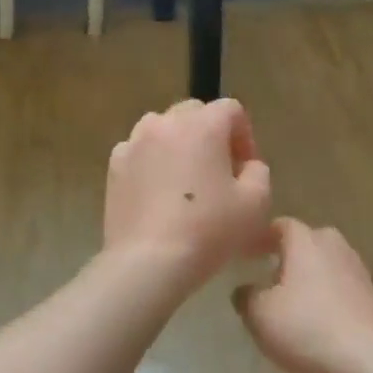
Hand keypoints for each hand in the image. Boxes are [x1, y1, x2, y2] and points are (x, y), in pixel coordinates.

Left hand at [104, 98, 271, 289]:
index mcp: (203, 125)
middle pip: (195, 113)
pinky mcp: (114, 166)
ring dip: (179, 144)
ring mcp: (134, 142)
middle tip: (219, 172)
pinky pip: (140, 152)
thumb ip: (258, 171)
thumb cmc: (208, 229)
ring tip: (186, 181)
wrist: (148, 262)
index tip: (246, 168)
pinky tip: (159, 194)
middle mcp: (165, 123)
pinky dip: (152, 162)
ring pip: (163, 129)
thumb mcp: (256, 203)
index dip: (244, 135)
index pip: (231, 109)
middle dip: (211, 135)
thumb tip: (246, 165)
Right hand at [234, 219, 372, 372]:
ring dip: (307, 278)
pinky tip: (315, 320)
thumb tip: (244, 289)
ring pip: (324, 265)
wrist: (371, 361)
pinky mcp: (372, 296)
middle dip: (286, 256)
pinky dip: (325, 297)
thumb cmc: (308, 328)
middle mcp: (334, 245)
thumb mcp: (260, 315)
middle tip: (266, 277)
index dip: (260, 238)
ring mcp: (357, 269)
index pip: (279, 225)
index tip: (245, 254)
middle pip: (305, 243)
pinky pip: (340, 287)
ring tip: (290, 302)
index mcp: (305, 240)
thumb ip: (246, 297)